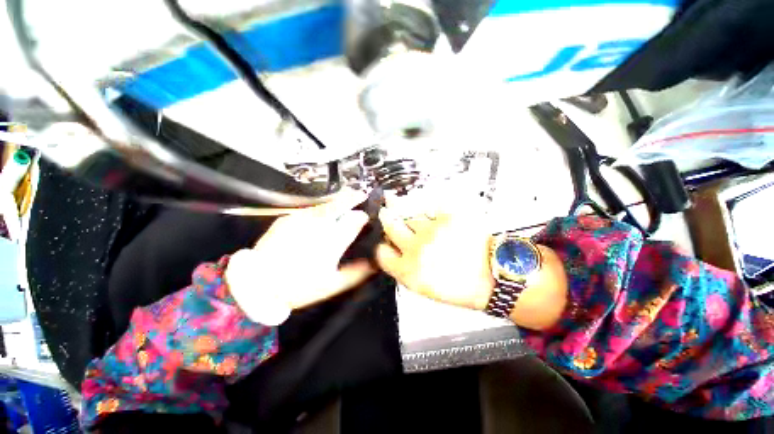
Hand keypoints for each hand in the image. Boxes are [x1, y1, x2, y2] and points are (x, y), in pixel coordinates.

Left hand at [226, 190, 374, 321]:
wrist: (257, 283)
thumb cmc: (299, 287)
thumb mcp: (333, 285)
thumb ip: (356, 273)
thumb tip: (373, 263)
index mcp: (332, 241)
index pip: (354, 220)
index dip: (363, 216)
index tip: (366, 216)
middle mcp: (318, 225)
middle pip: (341, 204)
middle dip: (354, 198)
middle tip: (361, 195)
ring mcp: (301, 218)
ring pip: (326, 203)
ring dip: (338, 201)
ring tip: (347, 200)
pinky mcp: (288, 218)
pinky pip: (311, 209)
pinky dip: (322, 208)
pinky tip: (323, 214)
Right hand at [375, 208, 494, 310]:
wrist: (494, 276)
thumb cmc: (461, 287)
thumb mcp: (426, 287)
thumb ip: (405, 269)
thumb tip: (395, 251)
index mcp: (408, 271)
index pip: (382, 252)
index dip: (382, 246)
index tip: (386, 242)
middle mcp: (415, 249)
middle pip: (390, 225)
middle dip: (387, 218)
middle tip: (386, 211)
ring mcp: (431, 230)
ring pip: (410, 215)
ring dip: (410, 216)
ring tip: (420, 218)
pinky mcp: (448, 217)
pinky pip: (430, 208)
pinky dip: (429, 211)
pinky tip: (434, 215)